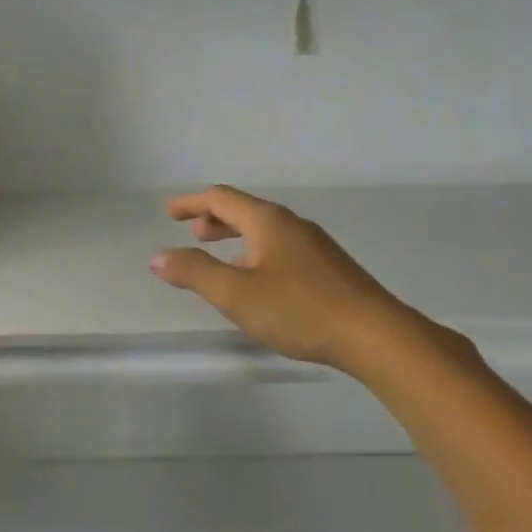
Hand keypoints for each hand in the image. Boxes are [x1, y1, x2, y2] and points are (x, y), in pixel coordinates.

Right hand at [149, 185, 422, 372]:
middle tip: (194, 233)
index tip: (170, 212)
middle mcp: (292, 224)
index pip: (221, 199)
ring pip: (265, 231)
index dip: (191, 203)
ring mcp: (315, 244)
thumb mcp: (235, 294)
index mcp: (268, 221)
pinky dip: (257, 252)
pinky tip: (259, 280)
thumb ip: (194, 272)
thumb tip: (159, 256)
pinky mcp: (329, 267)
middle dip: (215, 220)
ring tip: (221, 257)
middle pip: (245, 211)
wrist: (371, 333)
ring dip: (237, 238)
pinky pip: (281, 247)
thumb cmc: (298, 310)